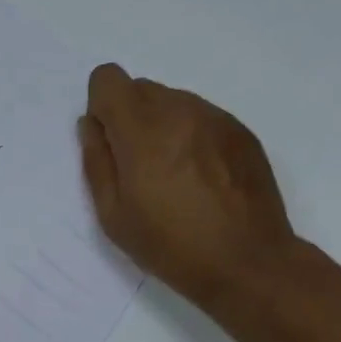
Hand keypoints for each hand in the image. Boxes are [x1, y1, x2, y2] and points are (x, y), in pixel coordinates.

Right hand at [79, 63, 300, 310]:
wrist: (248, 263)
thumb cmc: (171, 246)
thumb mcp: (114, 216)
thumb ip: (97, 162)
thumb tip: (91, 126)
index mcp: (142, 129)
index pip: (108, 78)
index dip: (101, 106)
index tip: (111, 142)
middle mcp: (179, 110)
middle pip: (141, 88)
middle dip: (131, 118)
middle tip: (141, 168)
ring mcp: (215, 118)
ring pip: (173, 102)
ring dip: (164, 126)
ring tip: (176, 176)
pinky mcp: (241, 131)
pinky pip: (203, 117)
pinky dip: (193, 136)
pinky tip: (204, 178)